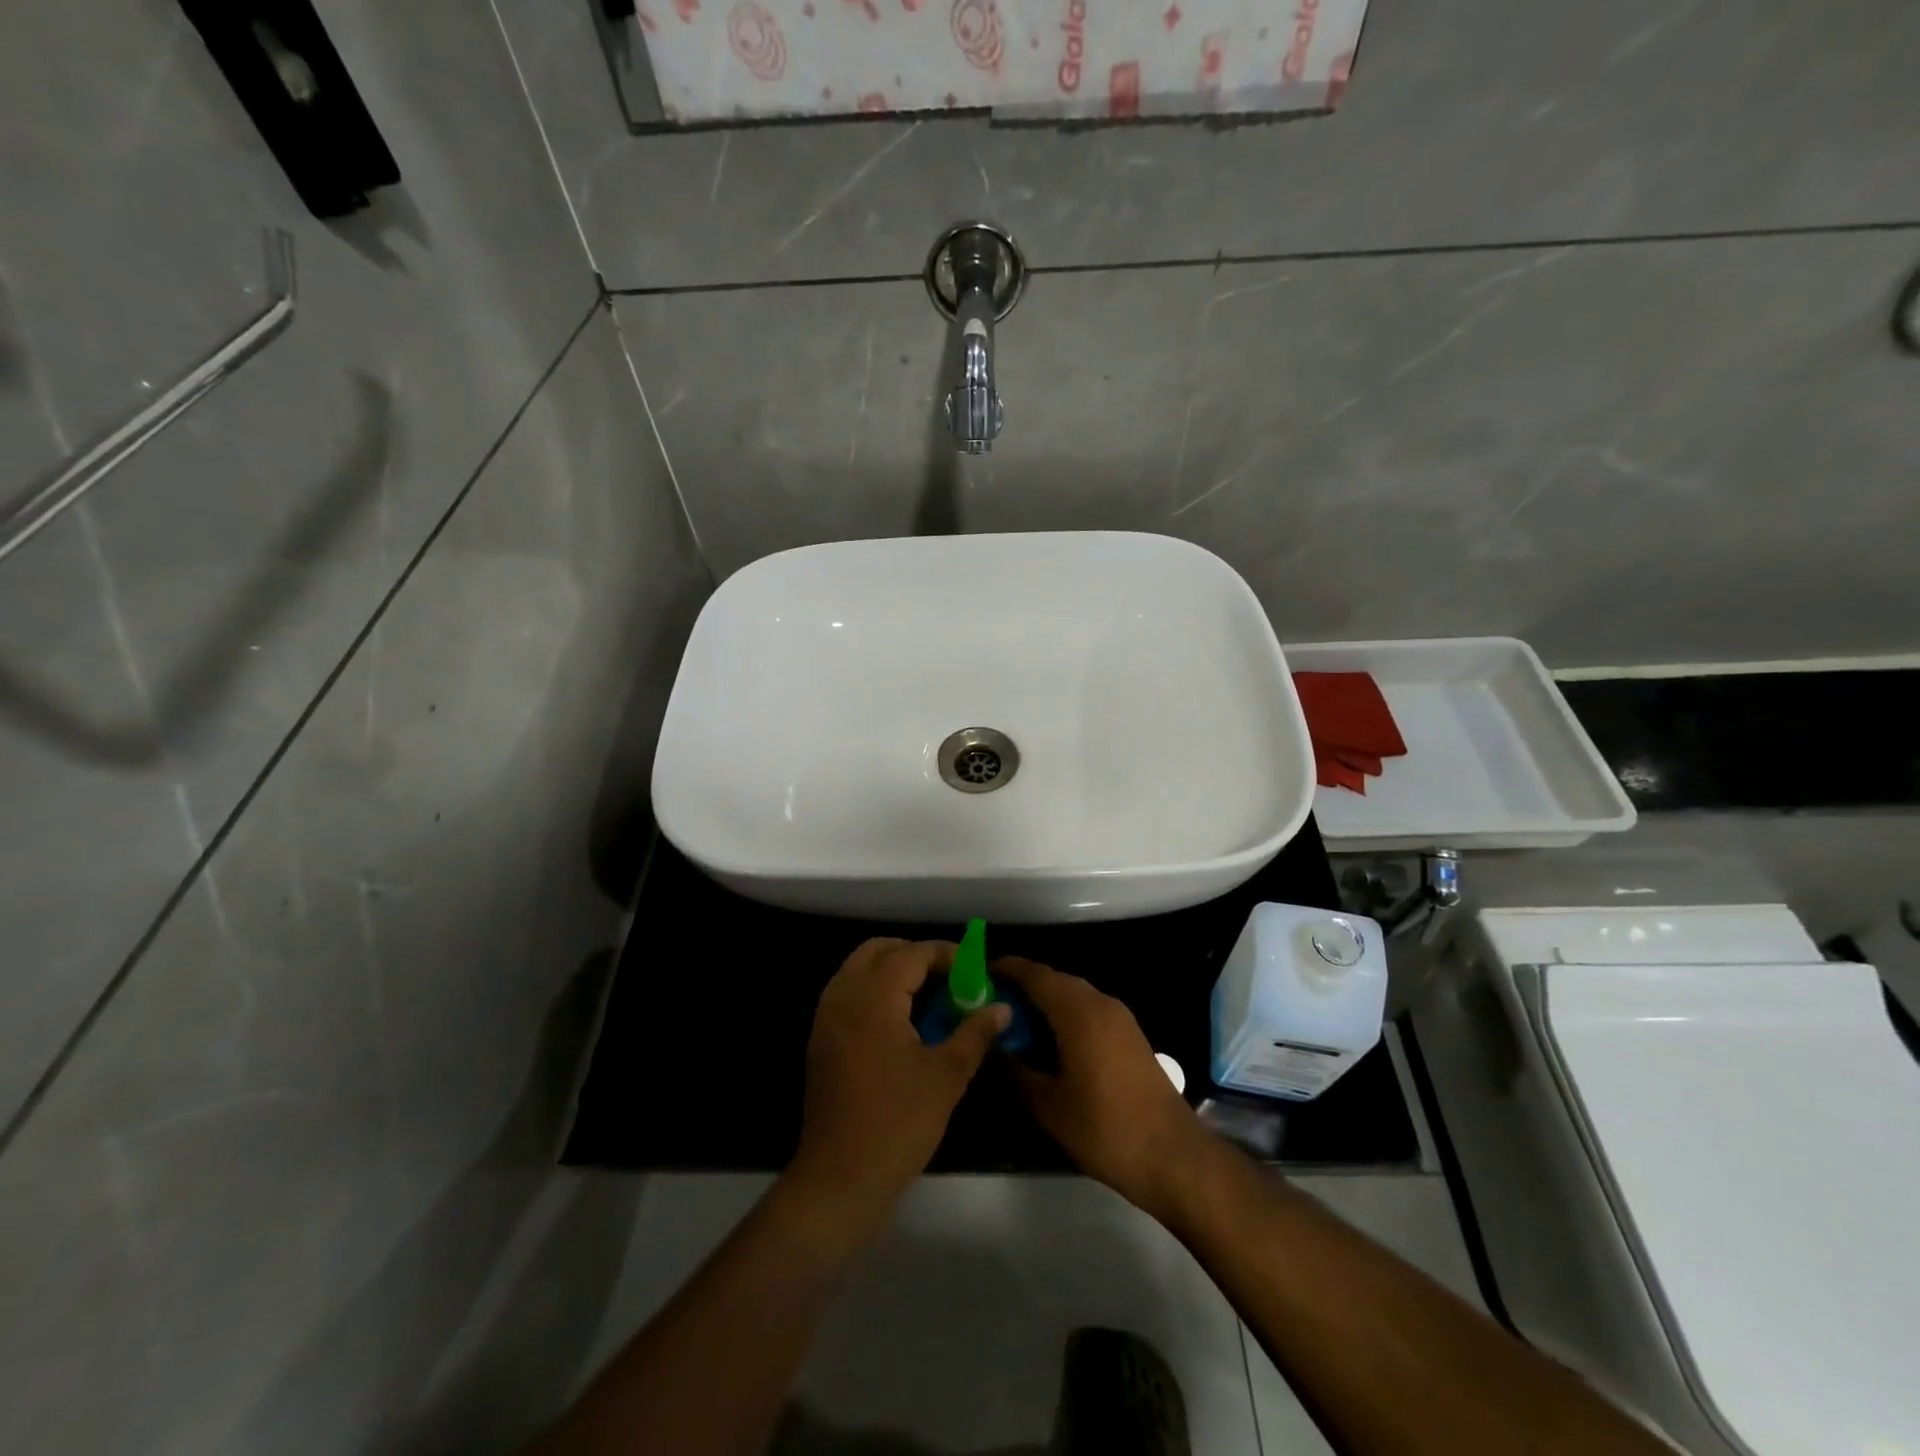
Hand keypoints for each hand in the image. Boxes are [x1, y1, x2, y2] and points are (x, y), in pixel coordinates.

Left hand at [790, 939, 1009, 1218]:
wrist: (840, 1178)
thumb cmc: (898, 1122)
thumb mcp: (947, 1075)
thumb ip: (975, 1032)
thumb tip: (1002, 1007)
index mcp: (874, 997)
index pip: (912, 954)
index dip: (945, 954)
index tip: (973, 968)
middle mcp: (843, 996)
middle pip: (877, 950)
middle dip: (913, 954)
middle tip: (947, 976)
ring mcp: (826, 1018)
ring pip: (858, 970)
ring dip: (891, 971)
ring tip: (927, 997)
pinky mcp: (820, 1041)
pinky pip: (848, 995)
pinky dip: (874, 992)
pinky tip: (901, 1022)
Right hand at [995, 957, 1206, 1218]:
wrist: (1173, 1156)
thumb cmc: (1105, 1128)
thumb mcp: (1048, 1105)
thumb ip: (1015, 1070)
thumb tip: (990, 1048)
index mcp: (1079, 1011)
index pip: (1035, 975)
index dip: (1006, 969)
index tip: (976, 974)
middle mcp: (1101, 1003)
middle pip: (1055, 981)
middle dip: (1022, 986)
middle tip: (989, 1003)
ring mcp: (1120, 1019)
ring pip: (1073, 995)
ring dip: (1044, 1002)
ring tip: (1013, 1023)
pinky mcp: (1129, 1036)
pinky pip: (1088, 1011)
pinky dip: (1064, 1015)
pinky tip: (1047, 1042)